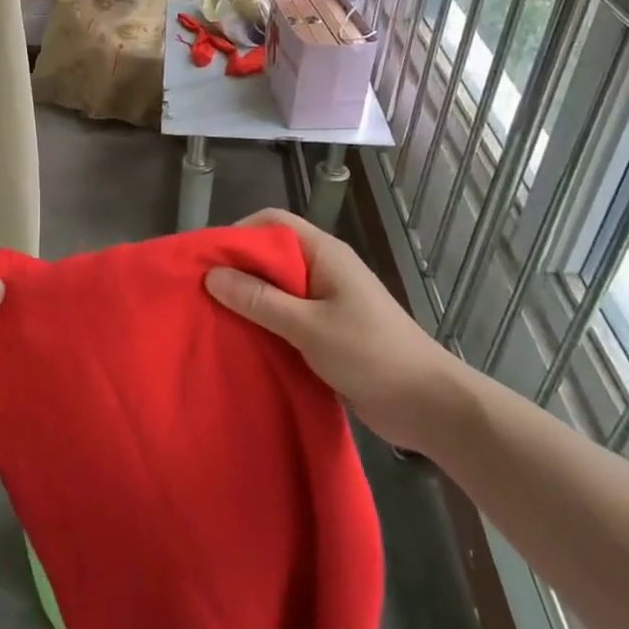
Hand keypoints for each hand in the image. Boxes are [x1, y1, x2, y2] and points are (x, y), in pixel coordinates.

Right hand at [203, 209, 461, 450]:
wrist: (428, 405)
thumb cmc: (371, 354)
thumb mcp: (308, 326)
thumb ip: (259, 300)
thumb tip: (211, 275)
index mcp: (324, 253)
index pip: (272, 222)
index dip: (238, 234)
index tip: (207, 260)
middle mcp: (323, 269)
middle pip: (270, 254)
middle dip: (236, 269)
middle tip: (201, 292)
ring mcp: (325, 300)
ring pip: (275, 287)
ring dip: (247, 300)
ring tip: (212, 317)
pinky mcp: (326, 330)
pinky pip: (285, 316)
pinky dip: (262, 323)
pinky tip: (240, 340)